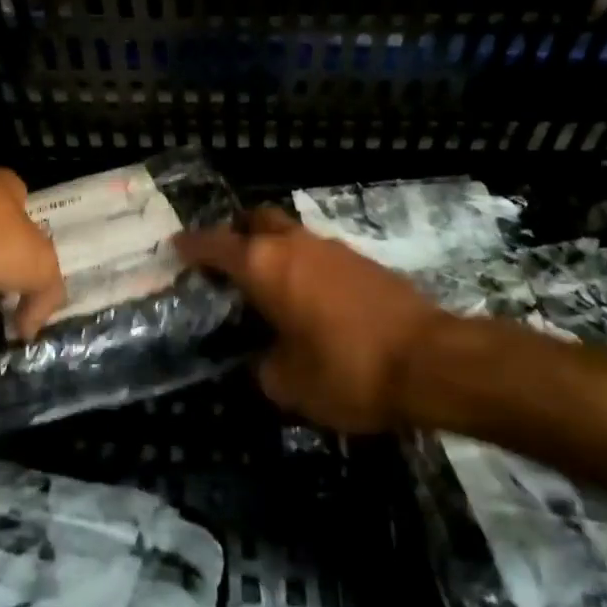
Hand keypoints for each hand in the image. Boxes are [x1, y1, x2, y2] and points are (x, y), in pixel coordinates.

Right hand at [177, 206, 445, 432]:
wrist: (430, 360)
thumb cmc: (347, 370)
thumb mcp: (292, 385)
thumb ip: (267, 368)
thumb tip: (266, 360)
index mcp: (265, 266)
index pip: (216, 245)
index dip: (193, 245)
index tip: (177, 245)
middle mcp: (294, 245)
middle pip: (256, 220)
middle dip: (237, 233)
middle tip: (226, 261)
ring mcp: (331, 248)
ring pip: (289, 235)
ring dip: (274, 250)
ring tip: (269, 287)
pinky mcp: (362, 261)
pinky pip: (318, 253)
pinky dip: (304, 267)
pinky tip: (310, 301)